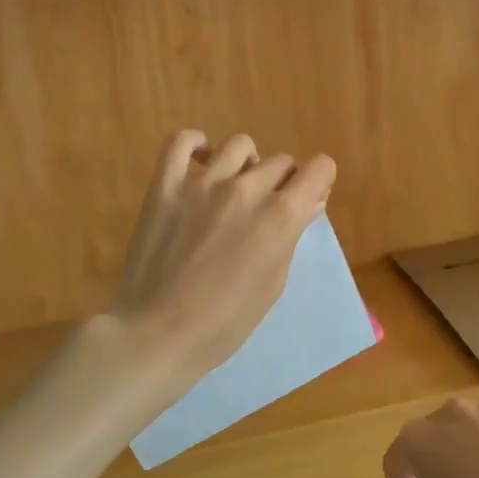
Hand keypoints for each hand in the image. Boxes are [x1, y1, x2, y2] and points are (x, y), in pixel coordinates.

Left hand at [113, 130, 335, 389]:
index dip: (318, 182)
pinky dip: (195, 145)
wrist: (159, 335)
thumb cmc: (226, 322)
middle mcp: (246, 189)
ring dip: (247, 164)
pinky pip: (180, 143)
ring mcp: (201, 183)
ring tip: (236, 187)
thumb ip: (292, 235)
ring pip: (240, 146)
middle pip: (281, 162)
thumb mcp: (274, 284)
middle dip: (283, 182)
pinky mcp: (165, 187)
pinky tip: (201, 160)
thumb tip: (308, 203)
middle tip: (268, 210)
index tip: (308, 200)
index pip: (319, 168)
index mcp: (280, 215)